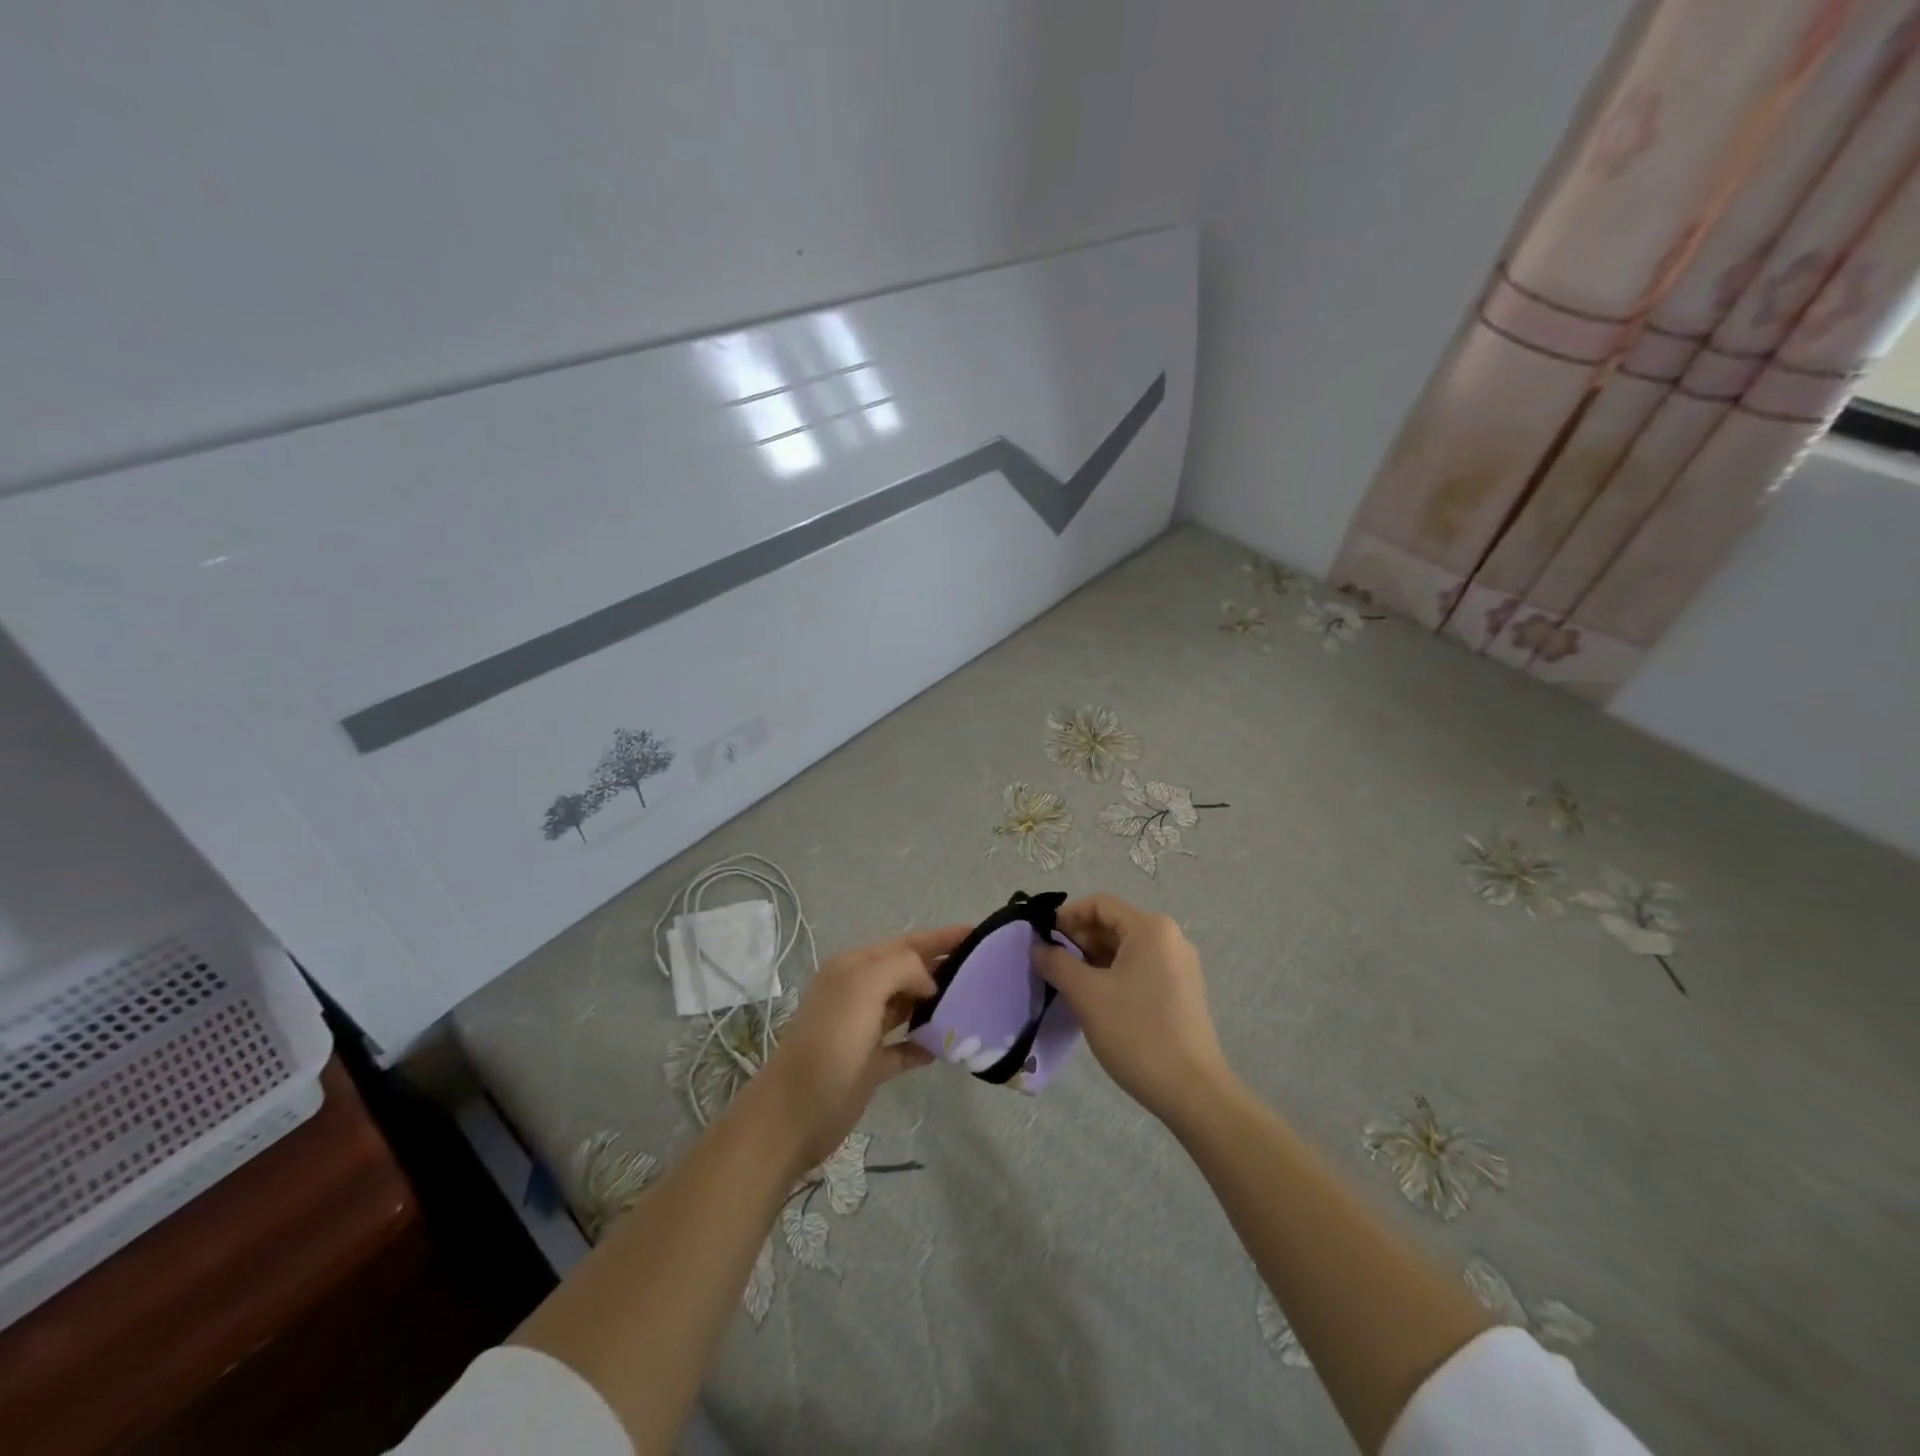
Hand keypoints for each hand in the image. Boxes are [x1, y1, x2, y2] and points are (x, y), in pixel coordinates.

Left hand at [751, 924, 967, 1169]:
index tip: (977, 933)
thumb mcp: (864, 987)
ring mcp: (864, 1029)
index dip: (940, 937)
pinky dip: (925, 1043)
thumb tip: (929, 983)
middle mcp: (858, 993)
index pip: (905, 943)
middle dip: (942, 966)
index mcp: (854, 968)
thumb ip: (902, 968)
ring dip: (937, 1003)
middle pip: (908, 972)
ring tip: (974, 1003)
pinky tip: (948, 1046)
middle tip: (984, 969)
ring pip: (908, 1007)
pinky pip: (905, 1046)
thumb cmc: (831, 1042)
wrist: (795, 1113)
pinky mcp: (870, 1065)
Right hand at [1034, 894, 1233, 1125]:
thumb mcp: (1087, 994)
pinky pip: (1140, 970)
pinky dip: (1113, 976)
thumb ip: (1056, 963)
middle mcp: (1170, 939)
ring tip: (1069, 986)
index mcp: (1151, 928)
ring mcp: (1179, 967)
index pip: (1100, 904)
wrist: (1192, 1091)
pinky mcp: (1182, 993)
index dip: (1067, 916)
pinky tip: (1096, 1002)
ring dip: (1093, 960)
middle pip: (1114, 925)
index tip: (1043, 941)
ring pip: (1125, 950)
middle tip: (1051, 966)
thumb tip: (1037, 947)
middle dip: (1079, 940)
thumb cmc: (1137, 1032)